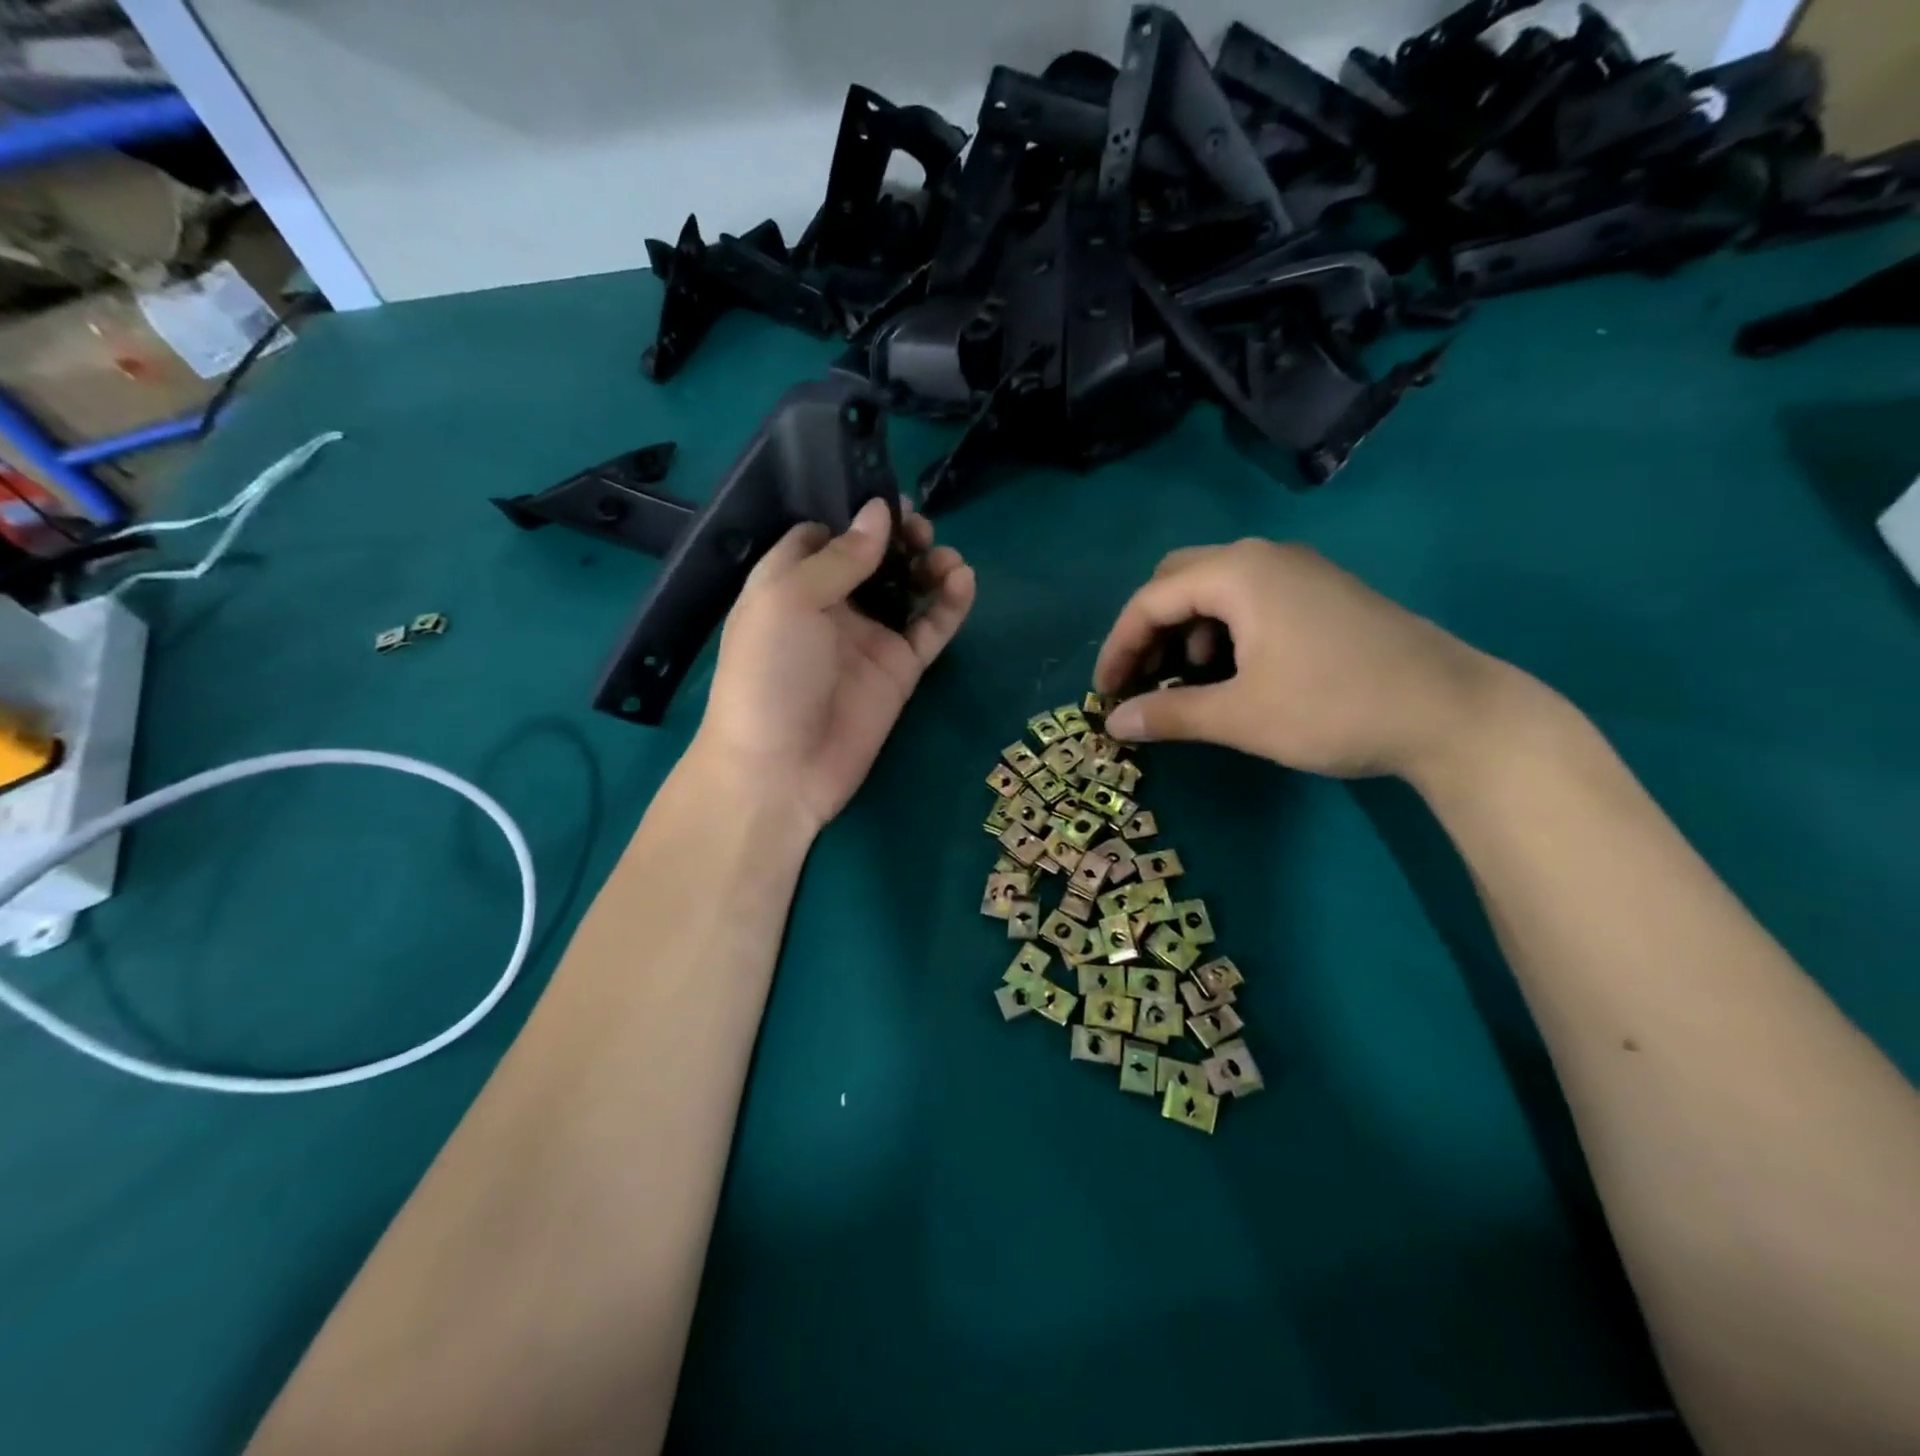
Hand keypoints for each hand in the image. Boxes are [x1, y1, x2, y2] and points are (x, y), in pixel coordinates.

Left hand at [694, 498, 975, 833]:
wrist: (781, 768)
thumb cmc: (769, 673)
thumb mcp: (788, 600)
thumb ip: (839, 557)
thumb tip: (880, 511)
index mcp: (790, 582)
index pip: (824, 535)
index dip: (854, 514)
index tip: (886, 498)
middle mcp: (831, 605)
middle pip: (874, 558)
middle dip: (900, 538)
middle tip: (921, 530)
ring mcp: (869, 637)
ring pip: (908, 589)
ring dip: (929, 565)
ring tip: (944, 557)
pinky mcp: (900, 668)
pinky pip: (932, 628)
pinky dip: (950, 604)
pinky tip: (963, 580)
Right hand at [1094, 540, 1529, 783]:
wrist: (1453, 713)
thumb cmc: (1334, 708)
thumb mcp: (1241, 717)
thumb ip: (1169, 715)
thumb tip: (1113, 724)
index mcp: (1239, 573)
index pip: (1150, 599)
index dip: (1119, 647)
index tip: (1104, 693)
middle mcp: (1265, 556)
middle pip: (1177, 579)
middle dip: (1149, 630)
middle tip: (1140, 680)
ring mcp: (1299, 570)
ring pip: (1214, 587)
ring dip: (1185, 629)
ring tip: (1187, 681)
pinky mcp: (1322, 592)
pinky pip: (1250, 597)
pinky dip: (1222, 628)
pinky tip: (1234, 669)